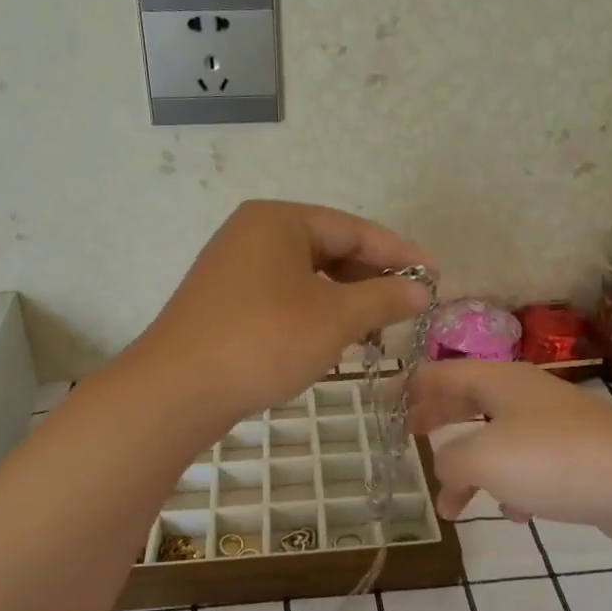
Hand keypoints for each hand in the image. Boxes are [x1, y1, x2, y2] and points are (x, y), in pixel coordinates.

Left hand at [144, 201, 432, 424]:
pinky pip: (283, 297)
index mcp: (279, 220)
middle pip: (329, 249)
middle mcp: (253, 234)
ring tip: (376, 329)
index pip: (354, 229)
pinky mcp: (224, 303)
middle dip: (371, 279)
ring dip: (344, 301)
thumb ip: (383, 298)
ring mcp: (234, 269)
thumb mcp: (334, 318)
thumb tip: (420, 289)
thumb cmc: (264, 340)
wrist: (177, 390)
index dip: (399, 254)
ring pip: (306, 277)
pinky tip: (332, 340)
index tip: (434, 278)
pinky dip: (314, 314)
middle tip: (407, 308)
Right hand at [410, 360, 611, 549]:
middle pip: (469, 400)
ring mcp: (556, 424)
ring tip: (454, 502)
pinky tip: (513, 512)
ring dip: (472, 466)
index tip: (381, 404)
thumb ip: (450, 461)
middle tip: (410, 436)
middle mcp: (526, 395)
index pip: (441, 373)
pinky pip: (530, 465)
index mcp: (500, 381)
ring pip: (498, 437)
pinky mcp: (579, 456)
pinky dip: (511, 484)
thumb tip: (446, 470)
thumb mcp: (484, 458)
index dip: (408, 386)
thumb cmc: (554, 460)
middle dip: (438, 420)